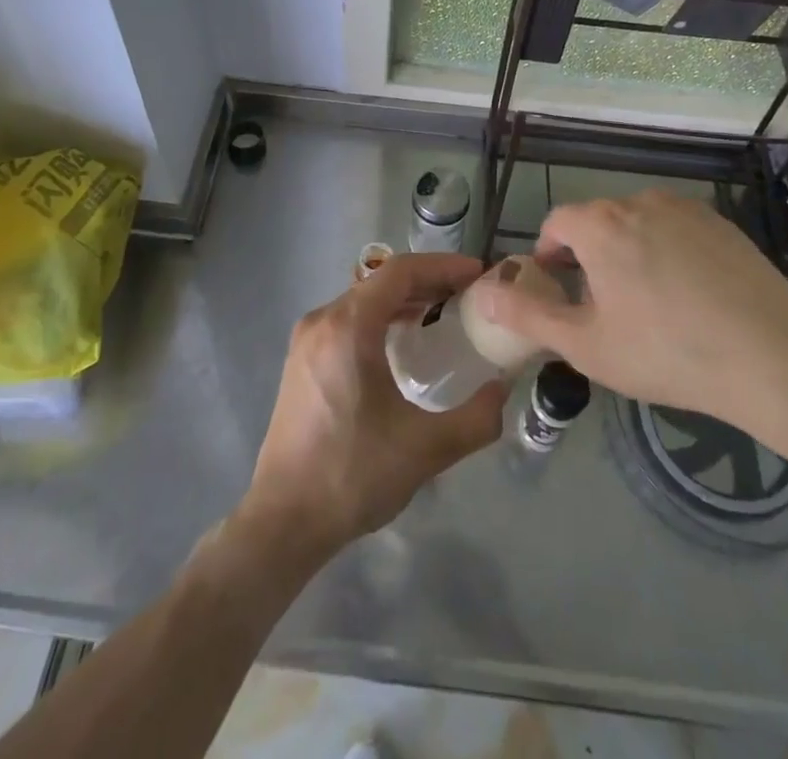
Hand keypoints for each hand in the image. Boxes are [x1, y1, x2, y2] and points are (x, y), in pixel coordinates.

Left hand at [238, 253, 506, 562]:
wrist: (284, 520)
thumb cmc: (353, 475)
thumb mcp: (426, 450)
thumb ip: (476, 419)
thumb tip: (503, 389)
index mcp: (348, 326)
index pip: (400, 272)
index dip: (443, 267)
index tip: (478, 275)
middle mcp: (323, 320)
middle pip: (381, 282)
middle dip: (428, 282)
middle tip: (468, 296)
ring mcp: (307, 339)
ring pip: (363, 300)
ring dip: (403, 301)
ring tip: (444, 313)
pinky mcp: (301, 360)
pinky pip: (347, 321)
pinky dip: (380, 319)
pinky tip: (403, 342)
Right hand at [468, 190, 787, 441]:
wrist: (776, 361)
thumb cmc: (667, 353)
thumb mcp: (586, 345)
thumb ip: (528, 315)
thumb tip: (483, 292)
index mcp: (601, 225)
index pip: (558, 223)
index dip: (549, 255)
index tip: (559, 290)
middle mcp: (640, 201)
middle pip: (598, 222)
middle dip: (590, 256)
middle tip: (604, 307)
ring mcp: (687, 210)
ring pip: (639, 224)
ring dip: (630, 252)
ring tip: (650, 304)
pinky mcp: (724, 225)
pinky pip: (678, 230)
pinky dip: (670, 252)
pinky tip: (692, 297)